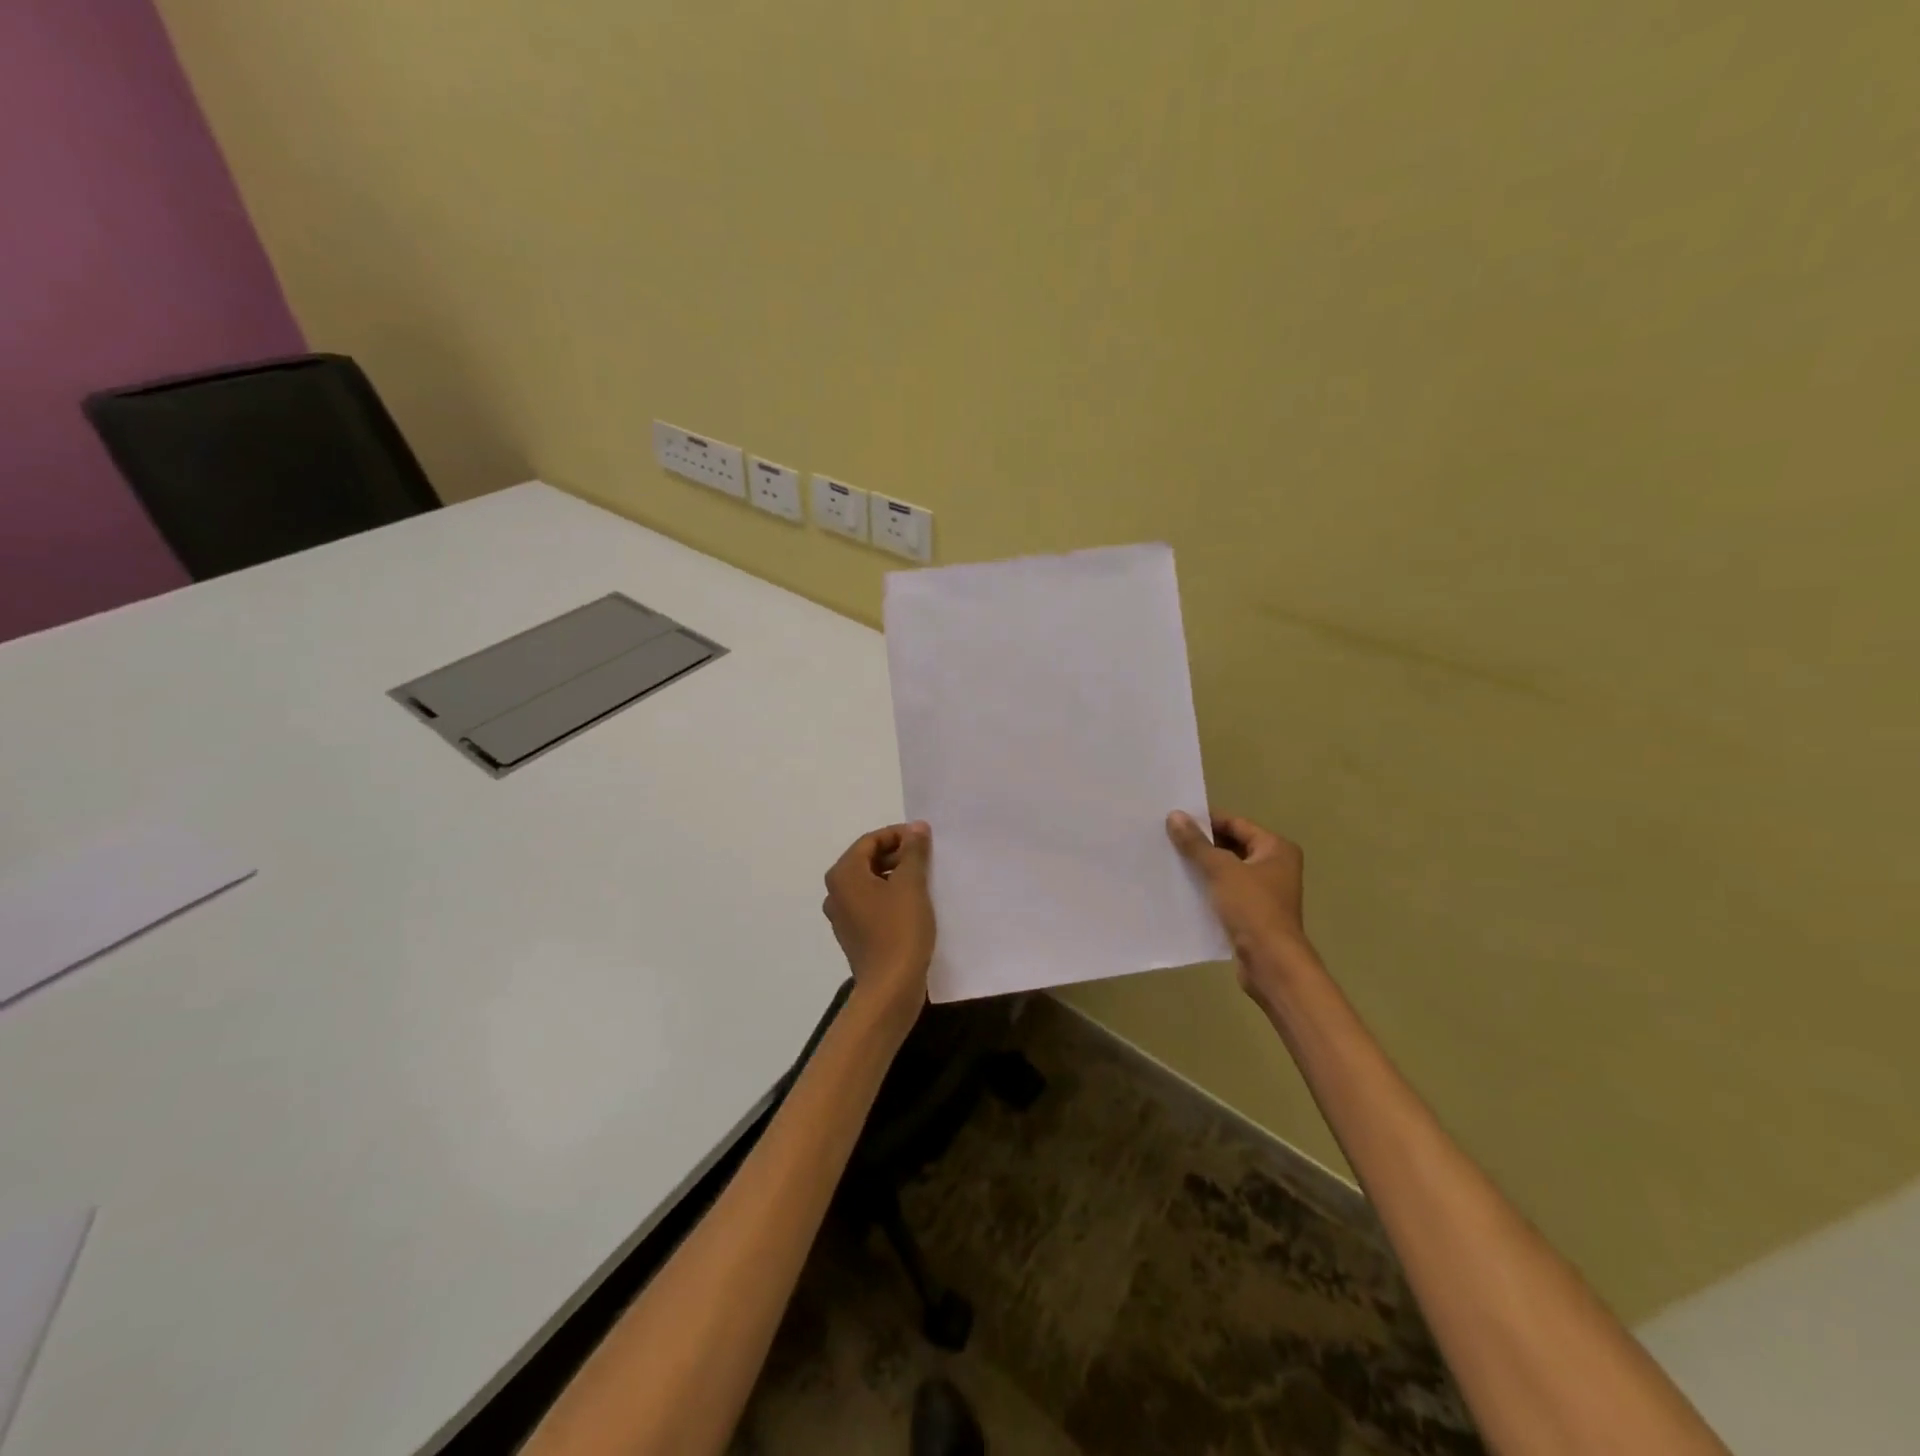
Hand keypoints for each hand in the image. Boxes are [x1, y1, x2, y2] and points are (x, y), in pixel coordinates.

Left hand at [823, 822, 935, 1029]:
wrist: (890, 989)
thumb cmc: (899, 930)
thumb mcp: (911, 884)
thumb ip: (914, 851)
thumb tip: (917, 827)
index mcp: (843, 874)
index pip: (870, 841)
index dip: (898, 835)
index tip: (926, 839)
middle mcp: (836, 892)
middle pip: (868, 860)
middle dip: (898, 855)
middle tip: (928, 858)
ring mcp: (843, 916)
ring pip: (871, 883)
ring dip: (896, 876)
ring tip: (925, 879)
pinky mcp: (854, 935)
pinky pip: (872, 904)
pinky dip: (891, 897)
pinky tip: (915, 904)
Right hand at [1167, 811, 1316, 1006]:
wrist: (1271, 962)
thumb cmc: (1252, 908)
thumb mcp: (1220, 870)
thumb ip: (1196, 843)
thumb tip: (1174, 815)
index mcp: (1276, 848)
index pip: (1236, 823)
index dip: (1207, 820)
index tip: (1176, 819)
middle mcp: (1275, 866)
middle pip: (1232, 845)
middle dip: (1202, 844)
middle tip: (1168, 839)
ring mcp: (1265, 891)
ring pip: (1228, 870)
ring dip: (1203, 866)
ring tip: (1170, 860)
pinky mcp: (1253, 913)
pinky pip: (1226, 891)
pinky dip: (1208, 888)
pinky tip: (1183, 887)